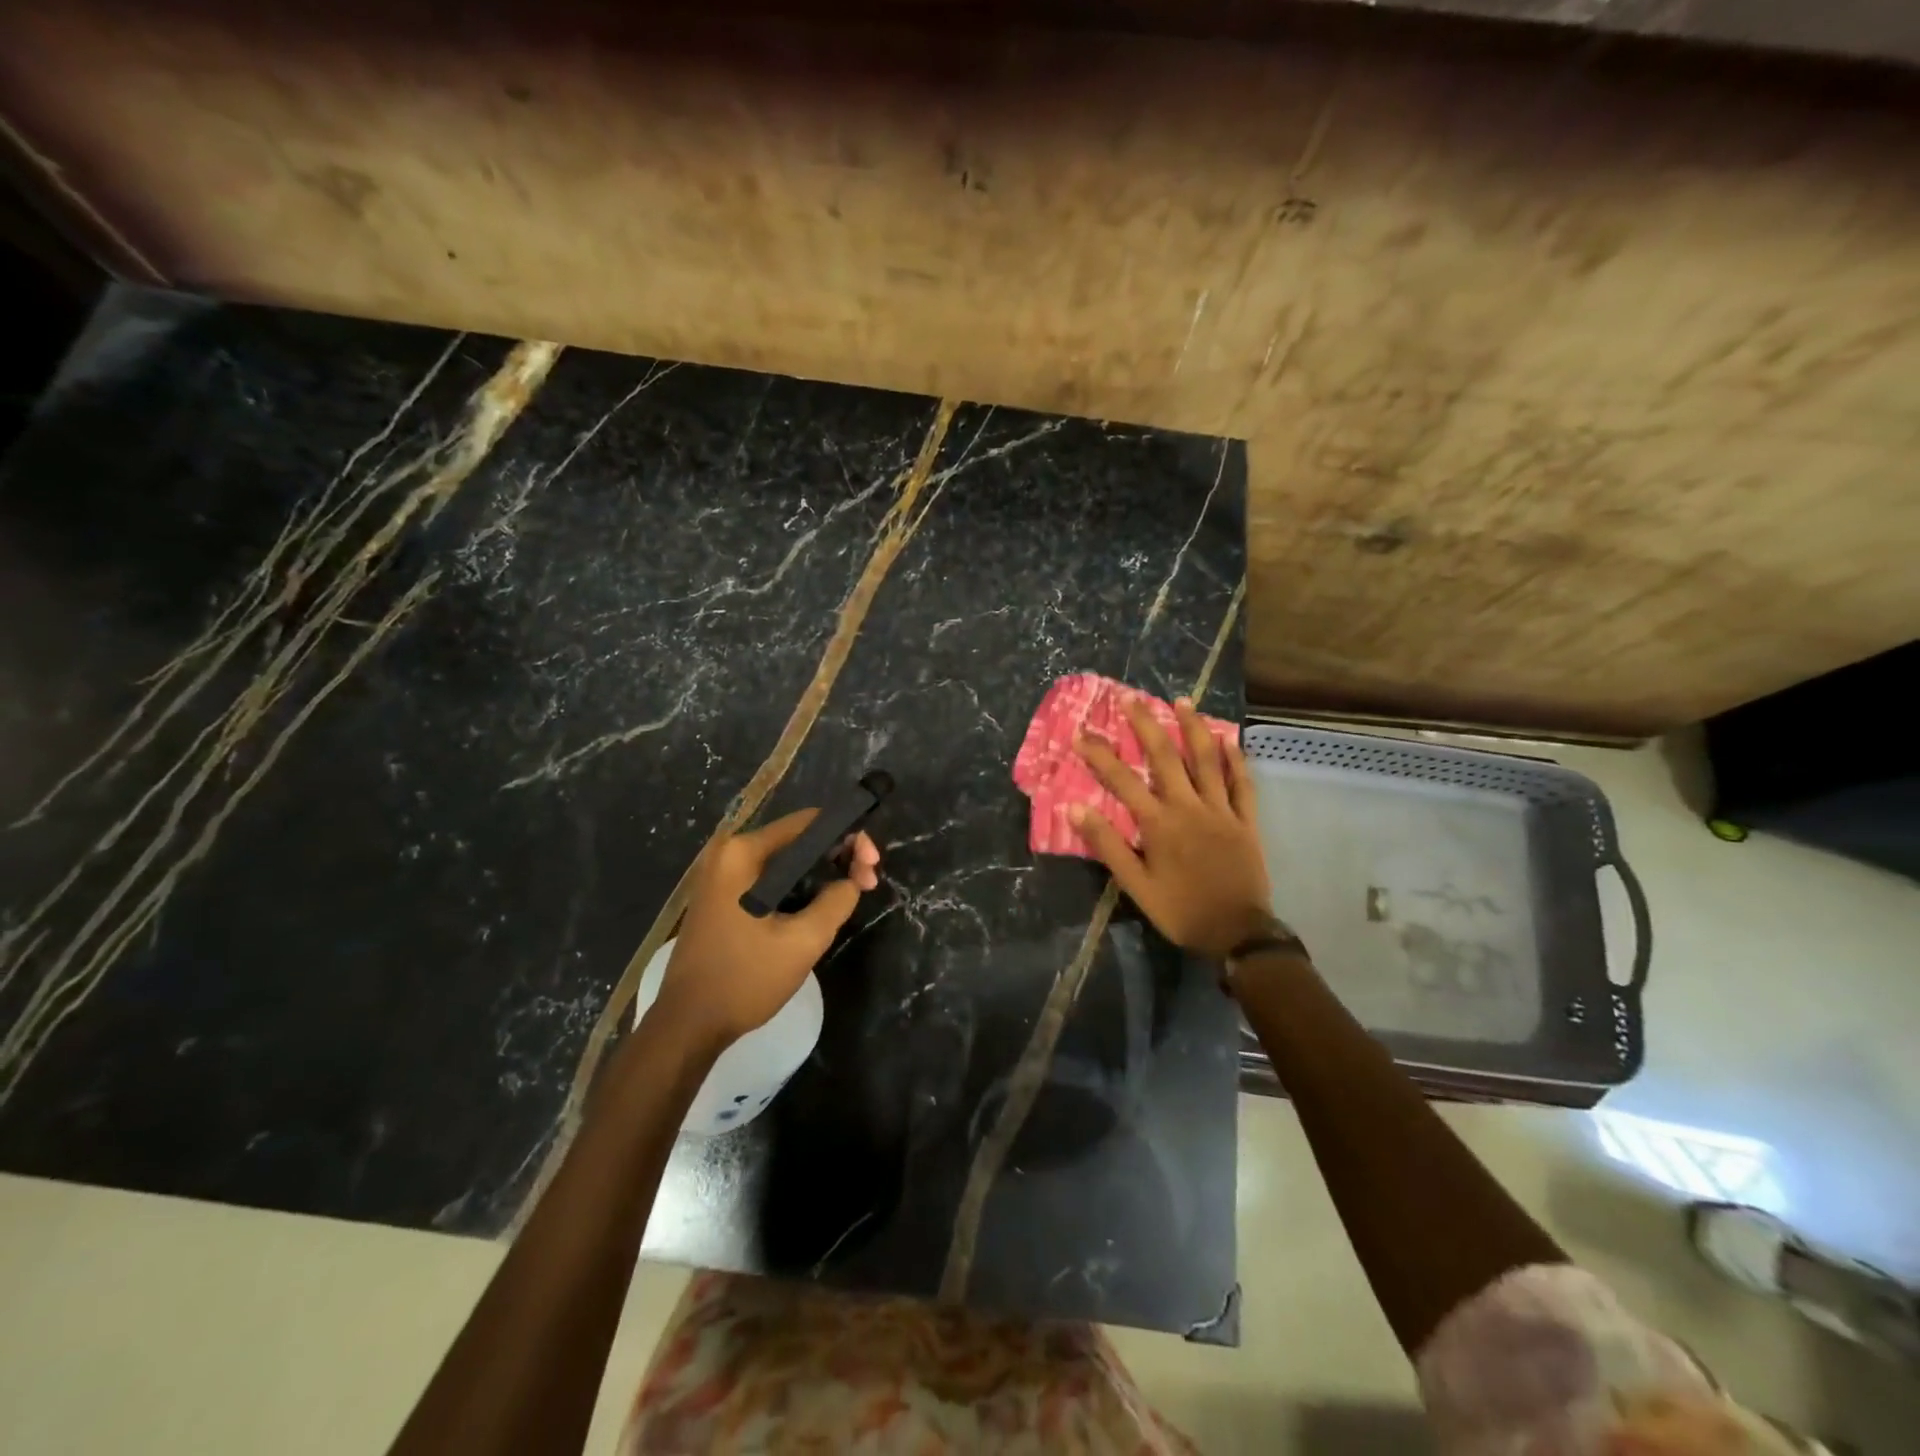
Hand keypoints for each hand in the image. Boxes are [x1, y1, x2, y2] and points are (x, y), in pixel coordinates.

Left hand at [653, 810, 880, 1050]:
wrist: (688, 1024)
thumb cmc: (744, 979)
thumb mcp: (803, 941)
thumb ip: (837, 900)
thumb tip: (853, 879)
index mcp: (743, 853)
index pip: (810, 823)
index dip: (849, 838)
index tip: (872, 865)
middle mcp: (729, 853)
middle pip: (799, 839)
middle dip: (838, 856)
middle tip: (867, 883)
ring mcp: (722, 875)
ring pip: (787, 861)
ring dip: (821, 873)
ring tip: (851, 894)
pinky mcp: (723, 896)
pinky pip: (771, 878)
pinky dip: (799, 887)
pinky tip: (821, 905)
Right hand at [1072, 698, 1275, 958]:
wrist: (1238, 933)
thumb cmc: (1181, 910)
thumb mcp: (1135, 885)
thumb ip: (1107, 845)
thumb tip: (1075, 809)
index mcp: (1159, 824)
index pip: (1123, 781)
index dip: (1100, 755)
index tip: (1082, 733)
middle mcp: (1189, 807)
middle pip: (1166, 757)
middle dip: (1146, 725)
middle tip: (1131, 698)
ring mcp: (1222, 810)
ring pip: (1207, 761)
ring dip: (1193, 728)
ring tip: (1181, 701)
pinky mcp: (1246, 820)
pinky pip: (1242, 783)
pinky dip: (1235, 759)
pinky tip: (1228, 738)